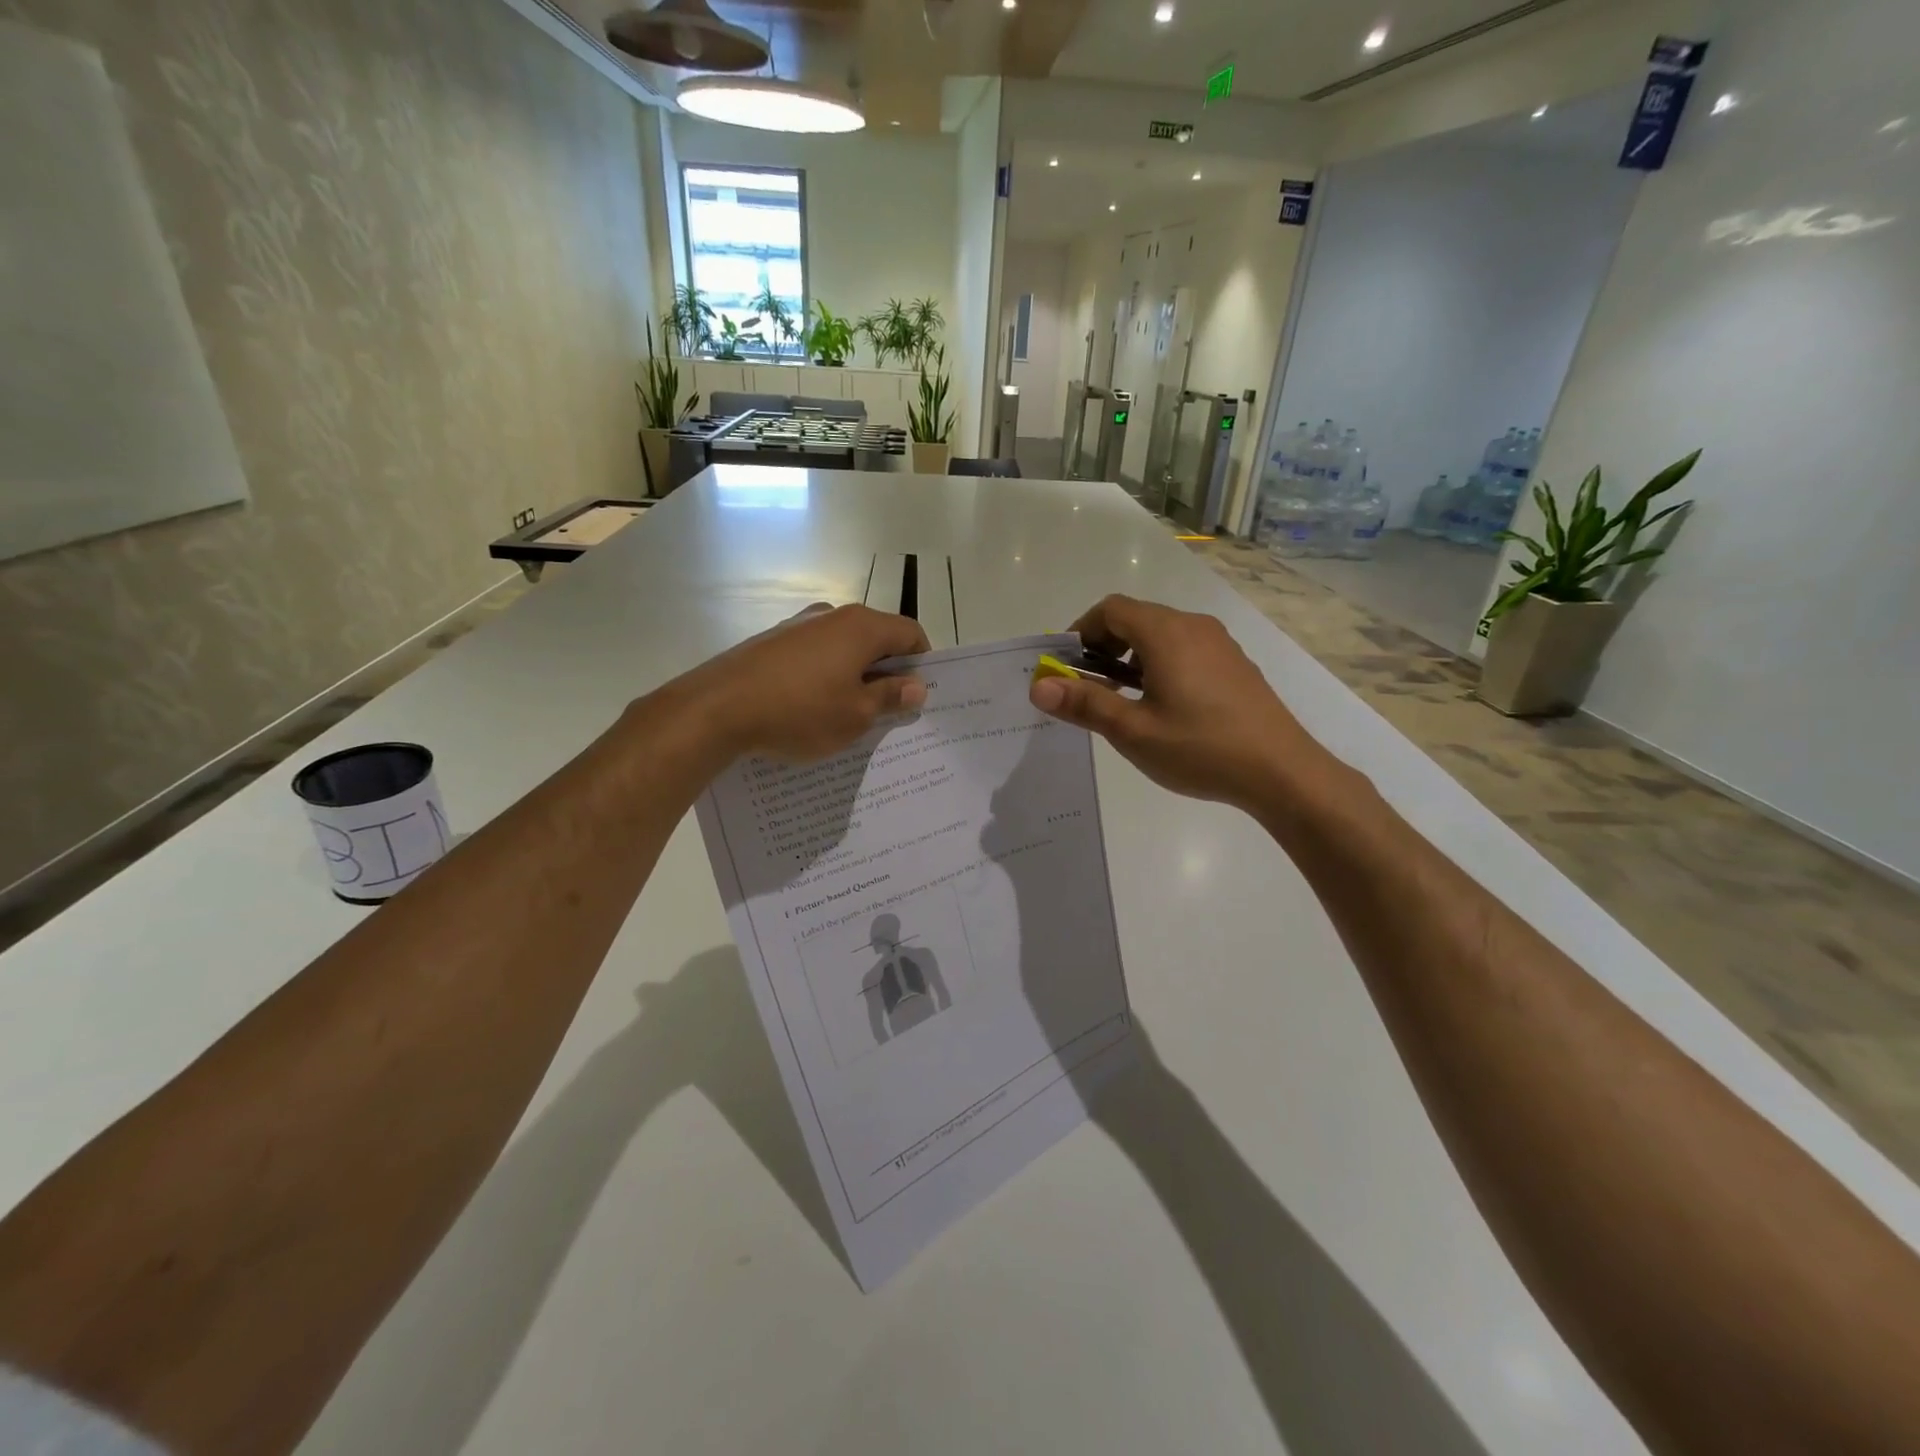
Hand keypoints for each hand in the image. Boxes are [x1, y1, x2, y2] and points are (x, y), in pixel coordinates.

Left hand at [676, 603, 930, 761]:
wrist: (716, 709)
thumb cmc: (799, 712)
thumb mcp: (855, 715)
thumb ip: (890, 697)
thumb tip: (916, 686)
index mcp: (862, 627)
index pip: (910, 633)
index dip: (922, 663)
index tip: (917, 695)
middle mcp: (832, 615)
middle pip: (876, 638)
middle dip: (887, 672)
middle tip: (888, 710)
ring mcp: (798, 626)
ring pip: (843, 648)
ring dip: (855, 675)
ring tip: (848, 713)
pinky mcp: (772, 642)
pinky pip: (814, 655)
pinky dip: (824, 676)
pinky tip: (811, 708)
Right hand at [1029, 595, 1330, 810]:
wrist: (1281, 771)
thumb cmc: (1200, 748)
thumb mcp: (1132, 731)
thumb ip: (1084, 703)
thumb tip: (1038, 686)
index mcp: (1165, 633)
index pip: (1110, 610)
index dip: (1080, 631)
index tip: (1065, 666)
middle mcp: (1193, 626)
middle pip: (1136, 618)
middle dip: (1103, 646)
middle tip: (1088, 687)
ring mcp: (1219, 644)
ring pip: (1161, 634)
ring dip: (1131, 657)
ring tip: (1122, 699)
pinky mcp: (1235, 664)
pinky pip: (1185, 649)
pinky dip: (1159, 664)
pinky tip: (1163, 706)